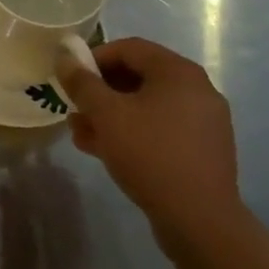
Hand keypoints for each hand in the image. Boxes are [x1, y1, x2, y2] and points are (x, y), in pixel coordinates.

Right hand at [56, 37, 240, 235]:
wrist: (199, 220)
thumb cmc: (150, 154)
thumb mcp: (106, 115)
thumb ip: (82, 82)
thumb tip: (64, 56)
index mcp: (179, 72)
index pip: (129, 48)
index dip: (94, 58)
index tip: (71, 79)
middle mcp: (197, 90)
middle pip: (138, 77)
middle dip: (100, 92)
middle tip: (75, 109)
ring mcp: (204, 121)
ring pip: (147, 106)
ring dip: (111, 115)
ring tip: (83, 135)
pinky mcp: (202, 149)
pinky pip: (161, 128)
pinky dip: (133, 132)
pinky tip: (108, 152)